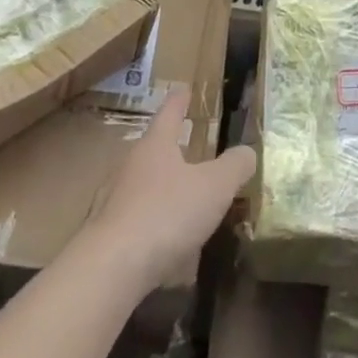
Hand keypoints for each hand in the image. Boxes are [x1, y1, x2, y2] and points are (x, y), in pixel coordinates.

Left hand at [78, 86, 256, 291]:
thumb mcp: (215, 187)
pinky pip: (140, 219)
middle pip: (154, 148)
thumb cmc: (167, 213)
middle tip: (188, 141)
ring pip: (145, 184)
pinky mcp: (110, 235)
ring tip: (186, 194)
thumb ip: (234, 166)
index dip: (179, 100)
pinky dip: (157, 222)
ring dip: (164, 186)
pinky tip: (171, 241)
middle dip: (171, 145)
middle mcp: (132, 167)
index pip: (169, 114)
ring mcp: (116, 201)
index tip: (182, 88)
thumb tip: (247, 152)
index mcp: (156, 146)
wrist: (111, 269)